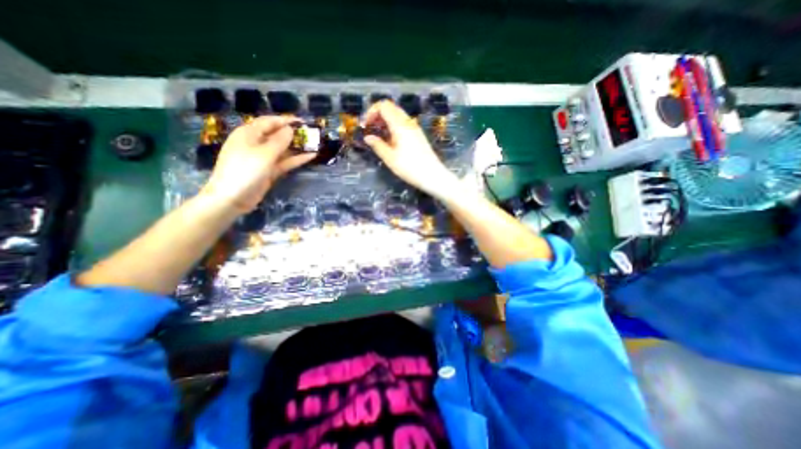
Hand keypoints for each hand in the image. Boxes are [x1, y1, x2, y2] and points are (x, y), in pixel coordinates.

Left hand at [202, 116, 314, 213]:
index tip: (302, 121)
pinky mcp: (269, 170)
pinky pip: (285, 161)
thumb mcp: (264, 154)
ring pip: (283, 149)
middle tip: (311, 134)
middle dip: (293, 134)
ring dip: (297, 147)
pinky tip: (311, 156)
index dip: (285, 120)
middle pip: (277, 135)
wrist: (232, 197)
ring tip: (314, 144)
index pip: (269, 122)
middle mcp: (256, 143)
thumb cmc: (245, 171)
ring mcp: (263, 158)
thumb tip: (290, 129)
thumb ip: (279, 141)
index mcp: (249, 134)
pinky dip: (296, 159)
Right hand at [363, 102, 456, 196]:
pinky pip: (403, 123)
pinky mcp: (418, 134)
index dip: (371, 111)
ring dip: (386, 120)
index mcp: (400, 125)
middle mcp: (408, 122)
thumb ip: (378, 145)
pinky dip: (394, 125)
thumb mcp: (390, 158)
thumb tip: (368, 137)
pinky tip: (391, 139)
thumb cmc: (410, 168)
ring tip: (379, 135)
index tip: (365, 125)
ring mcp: (415, 128)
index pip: (384, 106)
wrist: (432, 175)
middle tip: (371, 128)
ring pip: (398, 115)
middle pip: (391, 108)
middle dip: (378, 114)